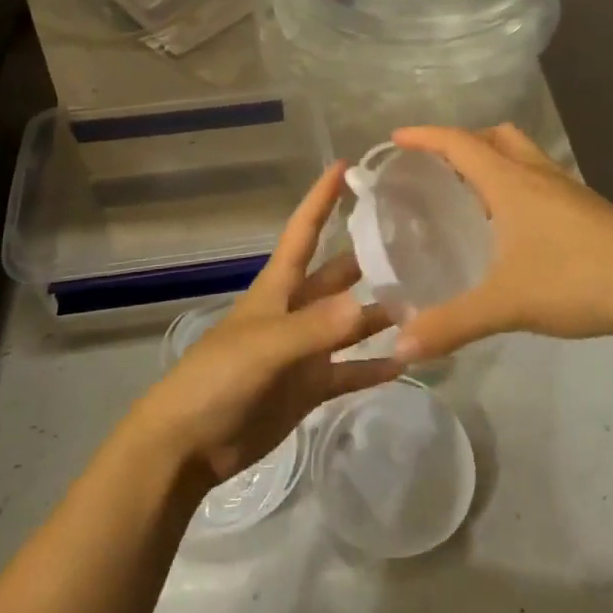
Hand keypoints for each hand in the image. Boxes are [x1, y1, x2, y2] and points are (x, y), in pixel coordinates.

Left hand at [129, 162, 401, 484]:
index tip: (345, 166)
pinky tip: (406, 361)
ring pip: (349, 324)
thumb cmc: (216, 380)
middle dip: (367, 258)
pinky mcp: (309, 388)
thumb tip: (367, 305)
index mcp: (277, 289)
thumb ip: (314, 328)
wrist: (188, 445)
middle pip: (335, 276)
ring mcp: (304, 351)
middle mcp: (294, 312)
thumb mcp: (264, 347)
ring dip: (379, 315)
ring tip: (424, 304)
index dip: (320, 199)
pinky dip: (374, 367)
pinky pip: (350, 371)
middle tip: (414, 241)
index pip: (302, 232)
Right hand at [388, 124, 612, 361]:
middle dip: (460, 142)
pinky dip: (515, 184)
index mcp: (511, 182)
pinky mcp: (586, 208)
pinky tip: (511, 227)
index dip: (424, 136)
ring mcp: (566, 189)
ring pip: (521, 155)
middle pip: (493, 137)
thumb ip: (451, 324)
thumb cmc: (579, 280)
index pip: (459, 143)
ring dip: (491, 160)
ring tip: (468, 194)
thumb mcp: (507, 304)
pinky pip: (538, 179)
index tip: (395, 138)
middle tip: (434, 167)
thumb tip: (400, 346)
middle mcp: (537, 174)